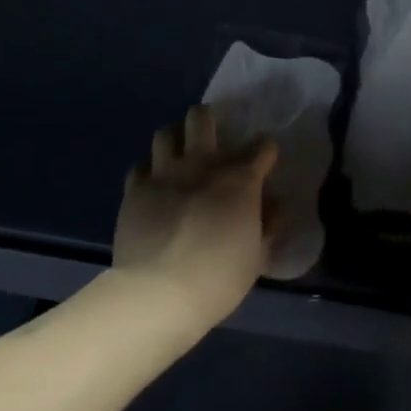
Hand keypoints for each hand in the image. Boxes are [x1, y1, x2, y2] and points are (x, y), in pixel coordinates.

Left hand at [112, 105, 278, 334]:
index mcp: (240, 180)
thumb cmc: (219, 277)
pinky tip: (153, 186)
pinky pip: (140, 167)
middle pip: (202, 118)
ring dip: (175, 140)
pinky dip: (148, 172)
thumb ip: (269, 223)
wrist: (159, 293)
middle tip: (211, 139)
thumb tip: (276, 203)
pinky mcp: (134, 190)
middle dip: (208, 120)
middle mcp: (202, 165)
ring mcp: (165, 174)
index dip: (266, 151)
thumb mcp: (258, 256)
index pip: (262, 147)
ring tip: (178, 156)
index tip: (265, 161)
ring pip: (166, 133)